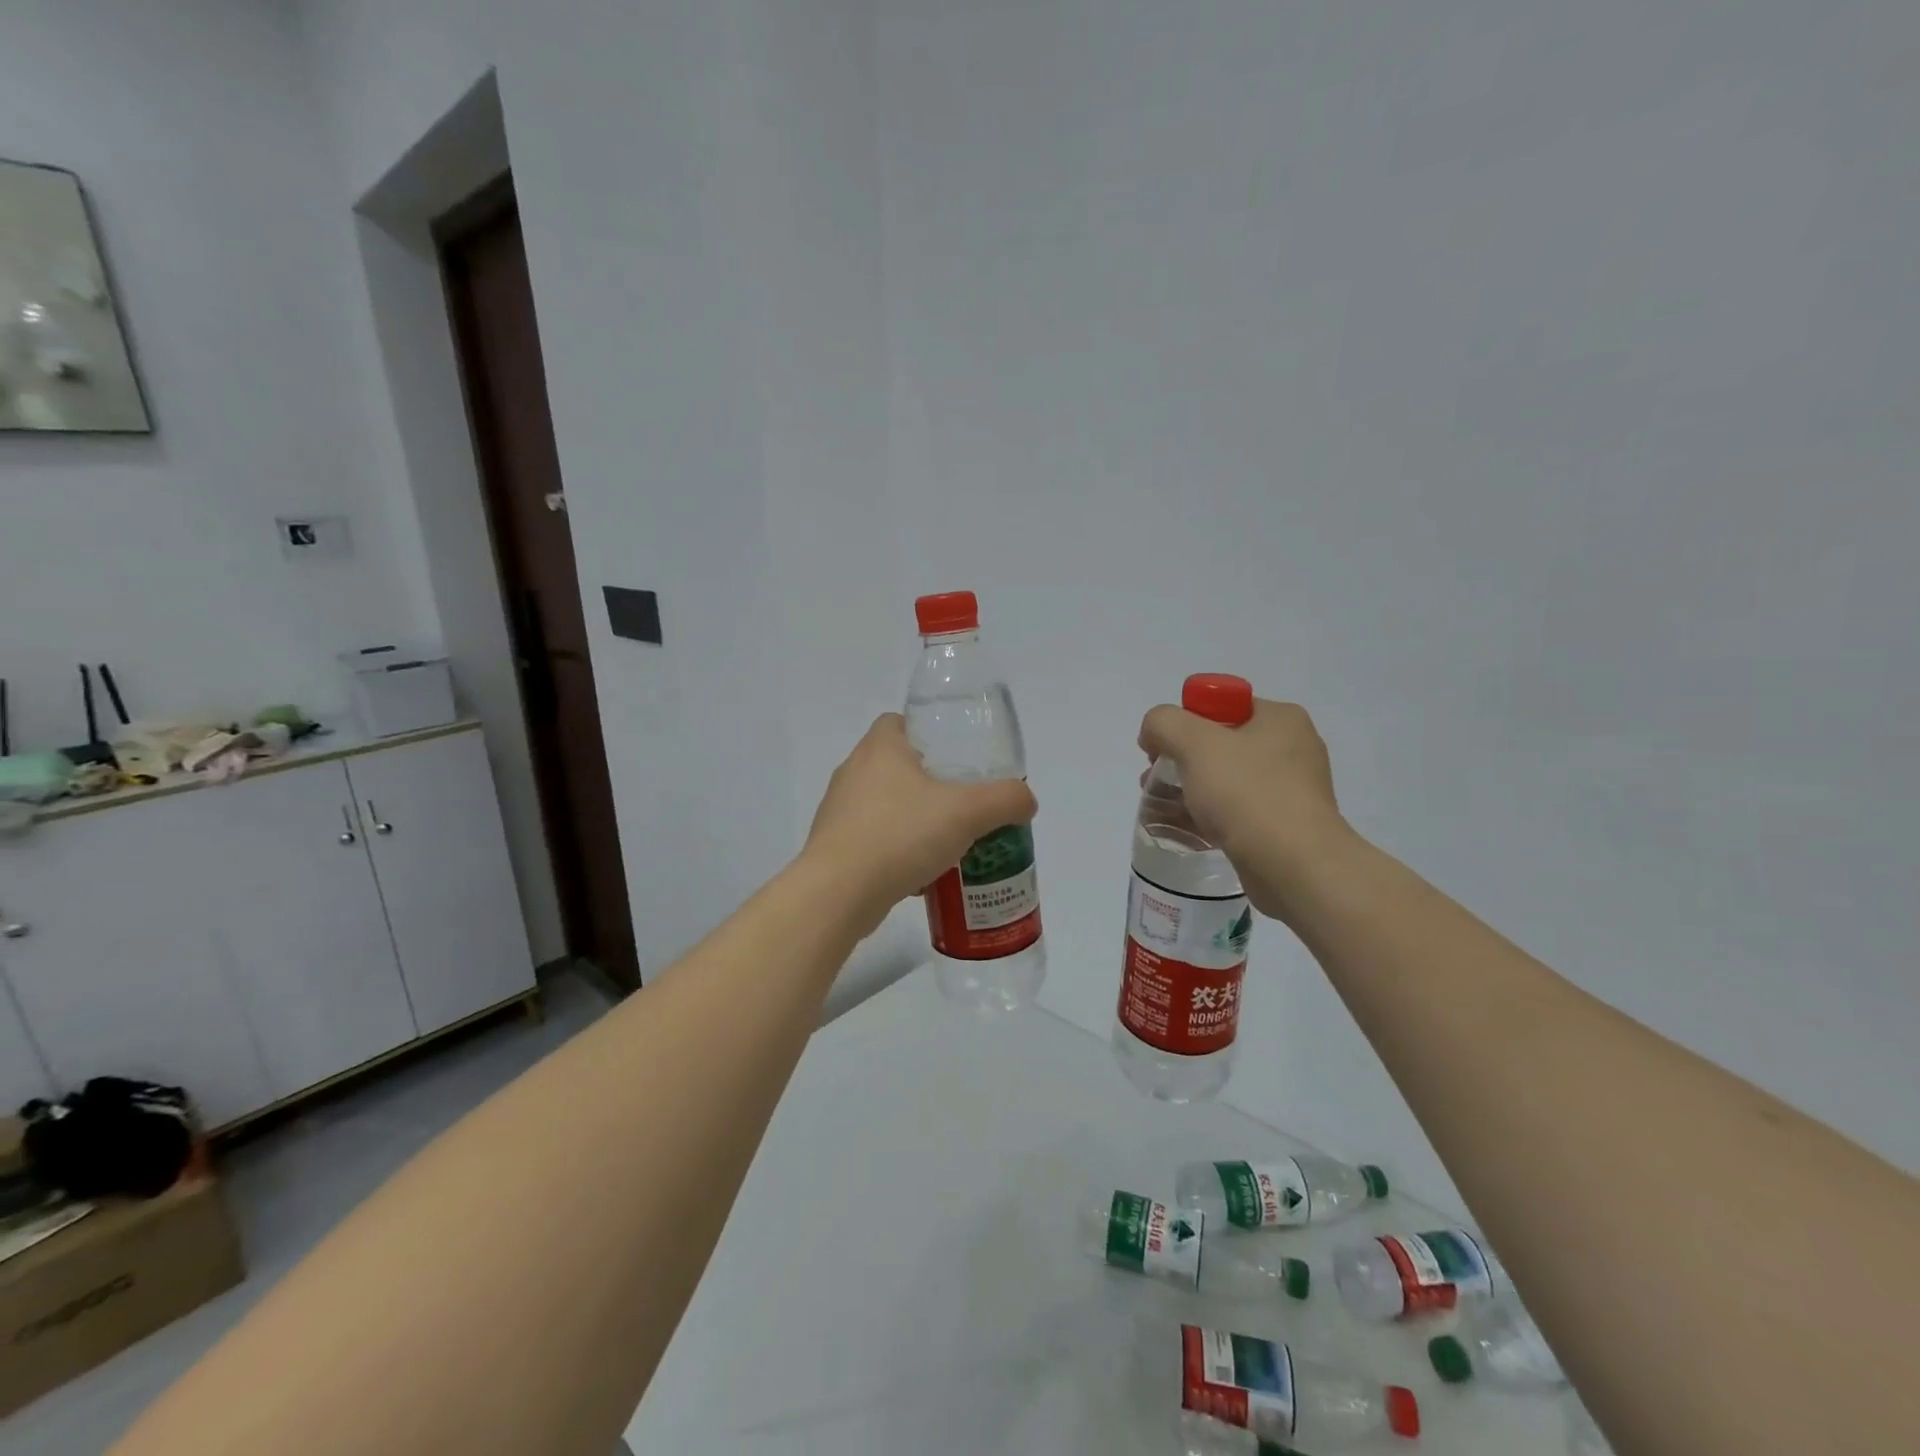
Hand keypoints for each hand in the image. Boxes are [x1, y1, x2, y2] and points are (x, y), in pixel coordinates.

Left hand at [805, 714, 1036, 931]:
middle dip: (931, 783)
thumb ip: (1004, 800)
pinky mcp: (834, 847)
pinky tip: (922, 875)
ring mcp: (839, 811)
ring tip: (948, 842)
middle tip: (963, 803)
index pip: (900, 722)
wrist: (838, 893)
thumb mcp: (967, 812)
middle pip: (898, 766)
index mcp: (879, 748)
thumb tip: (1025, 800)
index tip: (957, 759)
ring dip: (915, 820)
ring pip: (886, 806)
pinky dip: (898, 851)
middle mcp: (853, 772)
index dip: (930, 734)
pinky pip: (874, 840)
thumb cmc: (900, 835)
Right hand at [1137, 697, 1348, 919]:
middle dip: (1180, 759)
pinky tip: (1182, 828)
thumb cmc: (1247, 794)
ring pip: (1225, 780)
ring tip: (1159, 806)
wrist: (1294, 866)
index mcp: (1280, 719)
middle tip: (1154, 778)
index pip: (1221, 704)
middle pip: (1219, 743)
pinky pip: (1235, 812)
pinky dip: (1207, 816)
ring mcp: (1290, 790)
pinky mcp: (1283, 826)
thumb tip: (1154, 733)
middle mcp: (1291, 748)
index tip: (1161, 748)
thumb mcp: (1195, 743)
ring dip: (1189, 789)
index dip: (1184, 721)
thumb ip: (1164, 723)